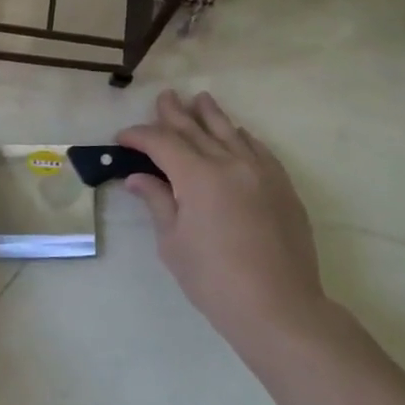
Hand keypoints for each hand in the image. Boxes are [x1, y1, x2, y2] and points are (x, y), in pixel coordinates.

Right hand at [118, 91, 333, 356]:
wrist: (279, 307)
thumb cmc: (214, 280)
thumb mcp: (173, 243)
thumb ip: (158, 202)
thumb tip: (139, 178)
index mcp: (198, 176)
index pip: (162, 143)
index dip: (140, 136)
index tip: (122, 137)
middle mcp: (230, 163)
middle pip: (196, 129)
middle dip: (174, 113)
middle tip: (163, 97)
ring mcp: (261, 172)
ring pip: (231, 132)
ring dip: (211, 115)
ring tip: (199, 98)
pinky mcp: (282, 186)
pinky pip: (258, 149)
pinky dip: (241, 137)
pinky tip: (237, 133)